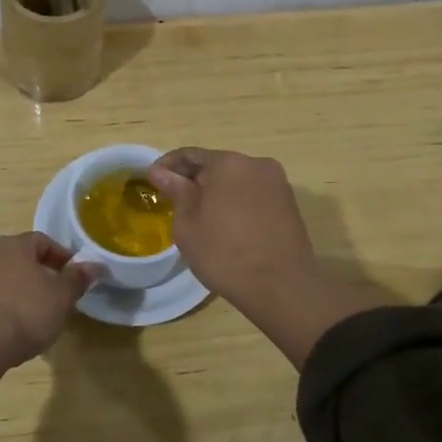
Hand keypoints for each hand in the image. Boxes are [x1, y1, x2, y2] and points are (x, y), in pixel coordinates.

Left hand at [0, 231, 97, 368]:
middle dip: (40, 271)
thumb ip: (77, 278)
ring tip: (36, 311)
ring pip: (4, 275)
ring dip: (20, 287)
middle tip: (57, 293)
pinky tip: (14, 323)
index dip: (61, 256)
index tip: (75, 276)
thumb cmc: (25, 313)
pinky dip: (4, 302)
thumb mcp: (61, 297)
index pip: (43, 240)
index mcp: (14, 244)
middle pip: (21, 257)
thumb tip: (94, 264)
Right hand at [146, 147, 316, 309]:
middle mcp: (256, 163)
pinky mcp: (289, 203)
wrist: (282, 287)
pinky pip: (253, 194)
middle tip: (174, 201)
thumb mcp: (188, 224)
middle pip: (216, 165)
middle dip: (194, 179)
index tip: (151, 181)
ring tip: (200, 215)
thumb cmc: (225, 254)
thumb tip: (159, 171)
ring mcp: (277, 183)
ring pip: (237, 180)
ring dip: (217, 191)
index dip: (167, 166)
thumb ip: (175, 191)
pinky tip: (228, 225)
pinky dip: (236, 202)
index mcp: (228, 163)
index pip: (190, 155)